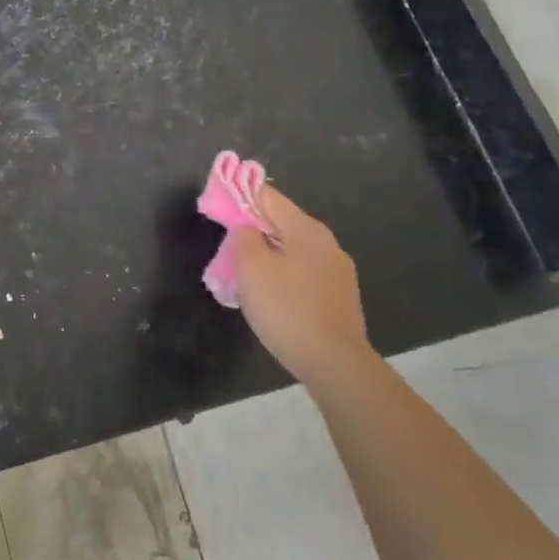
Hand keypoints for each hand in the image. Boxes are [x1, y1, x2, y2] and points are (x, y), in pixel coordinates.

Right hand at [233, 185, 371, 378]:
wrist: (334, 363)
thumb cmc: (286, 308)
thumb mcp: (250, 267)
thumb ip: (243, 237)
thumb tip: (247, 229)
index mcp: (306, 228)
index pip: (268, 196)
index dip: (240, 197)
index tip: (218, 209)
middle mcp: (327, 242)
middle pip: (281, 223)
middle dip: (253, 231)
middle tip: (227, 249)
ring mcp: (338, 271)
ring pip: (292, 250)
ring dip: (268, 256)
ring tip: (246, 277)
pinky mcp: (340, 296)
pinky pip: (303, 273)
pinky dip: (283, 276)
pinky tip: (271, 297)